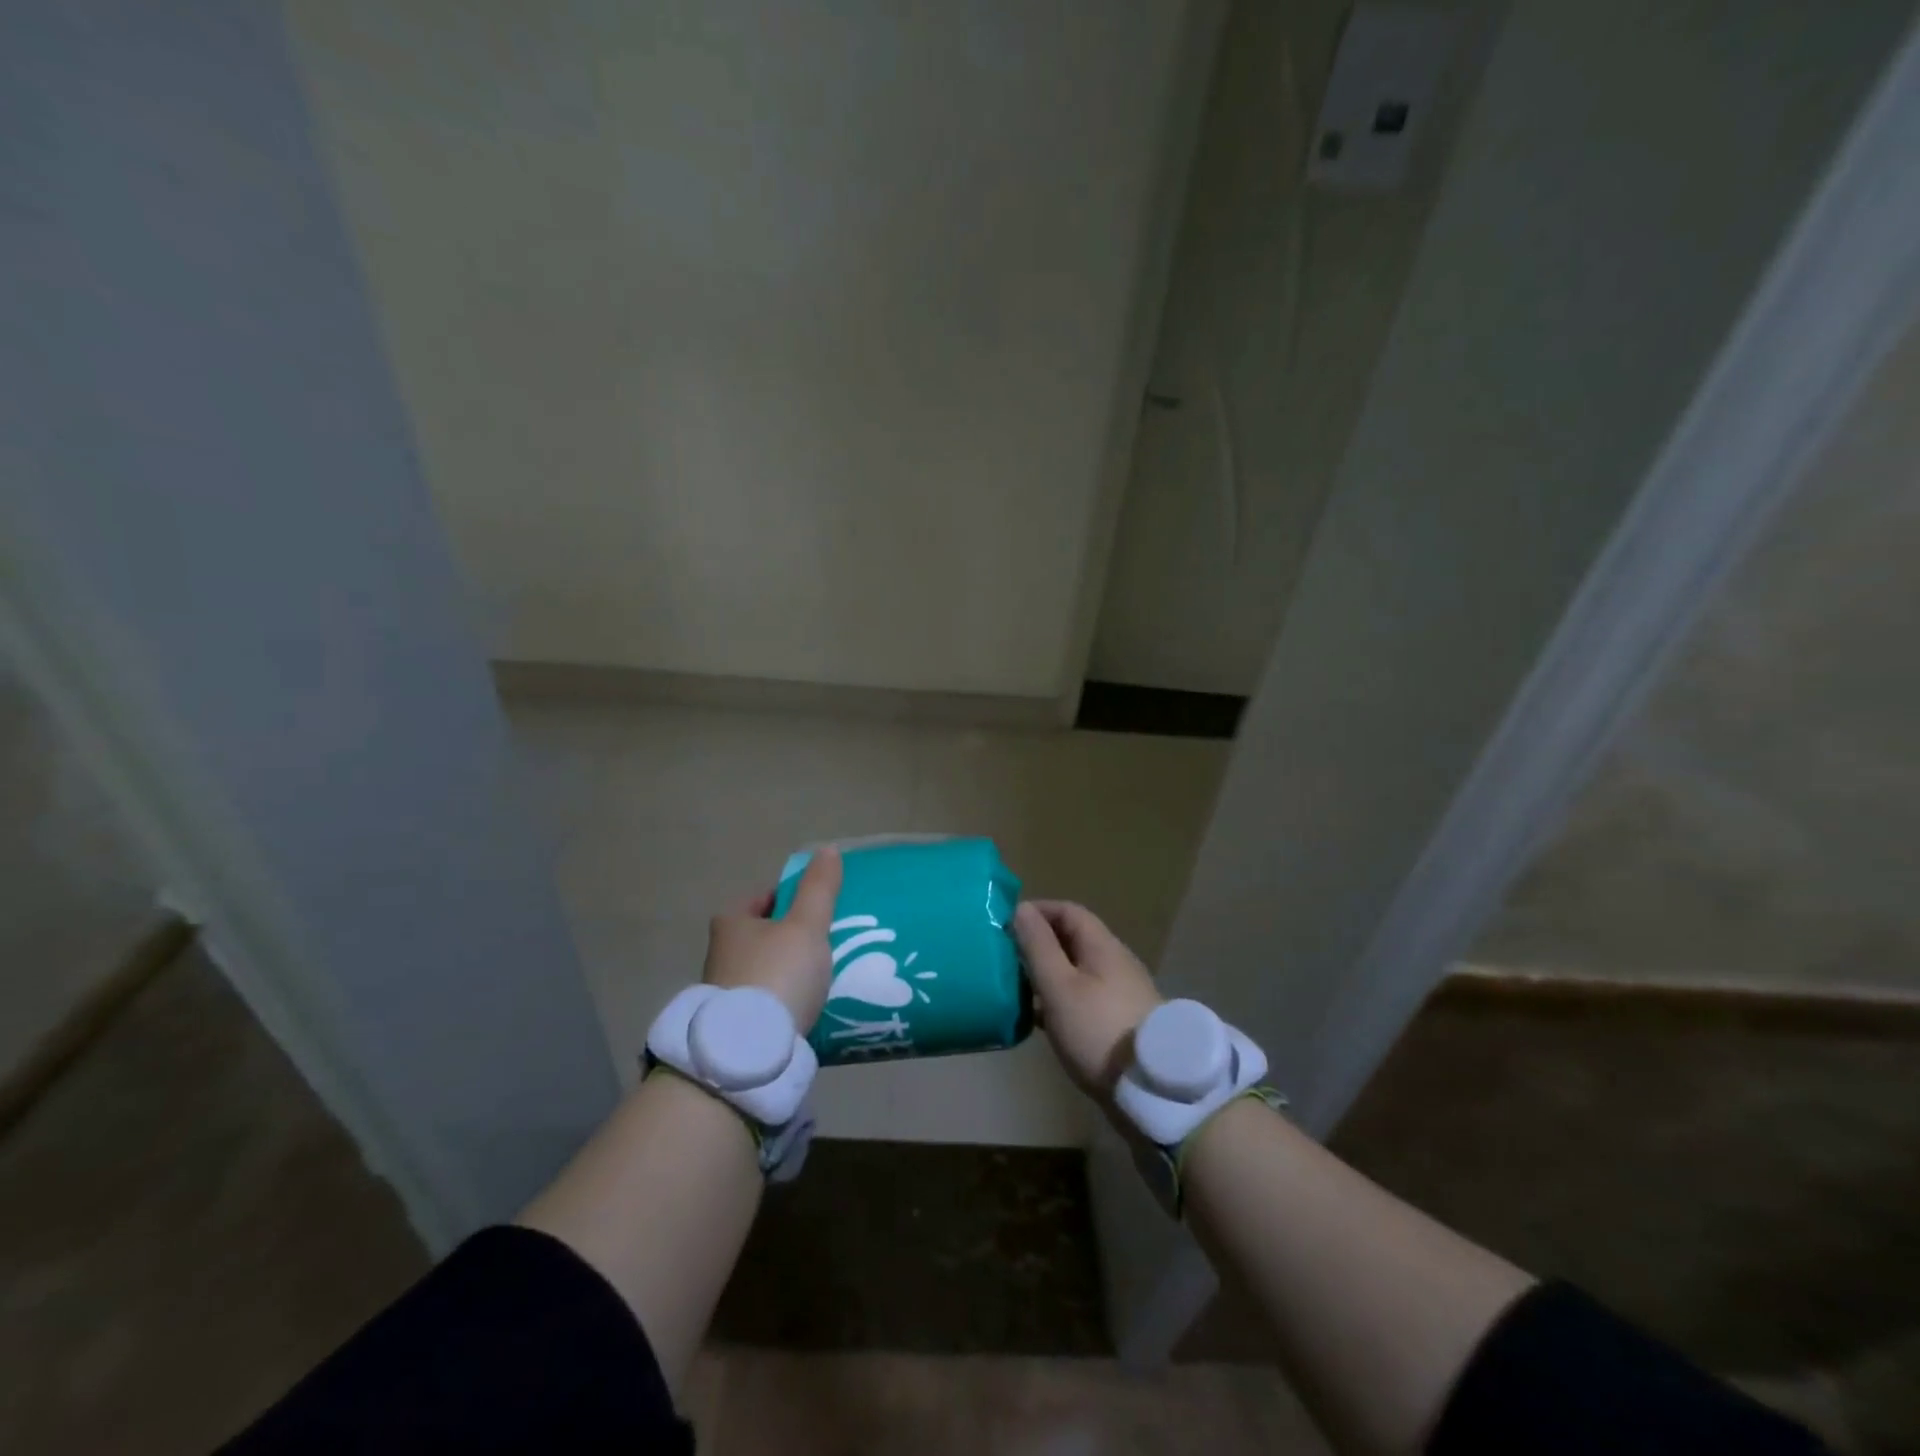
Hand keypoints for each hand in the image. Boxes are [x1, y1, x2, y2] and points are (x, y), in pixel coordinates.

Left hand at [703, 849, 842, 1032]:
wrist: (748, 1052)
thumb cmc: (777, 974)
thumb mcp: (806, 925)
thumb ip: (819, 889)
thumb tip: (827, 849)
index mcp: (731, 922)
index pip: (764, 897)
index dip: (793, 897)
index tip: (820, 908)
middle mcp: (720, 953)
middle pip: (765, 934)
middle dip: (792, 937)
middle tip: (828, 941)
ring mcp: (724, 992)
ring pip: (766, 970)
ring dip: (790, 971)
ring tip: (825, 976)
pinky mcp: (734, 1025)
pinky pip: (768, 1002)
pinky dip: (786, 1001)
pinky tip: (810, 1007)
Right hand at [1014, 900, 1161, 1101]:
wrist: (1151, 1088)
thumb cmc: (1098, 1030)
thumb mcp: (1059, 986)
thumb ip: (1038, 946)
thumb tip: (1022, 909)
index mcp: (1103, 946)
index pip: (1068, 911)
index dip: (1037, 911)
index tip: (1006, 923)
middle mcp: (1115, 963)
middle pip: (1073, 940)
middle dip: (1038, 943)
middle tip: (1005, 957)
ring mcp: (1120, 994)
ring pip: (1076, 971)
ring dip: (1046, 973)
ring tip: (1015, 988)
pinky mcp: (1119, 1022)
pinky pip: (1083, 998)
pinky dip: (1058, 1000)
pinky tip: (1039, 1019)